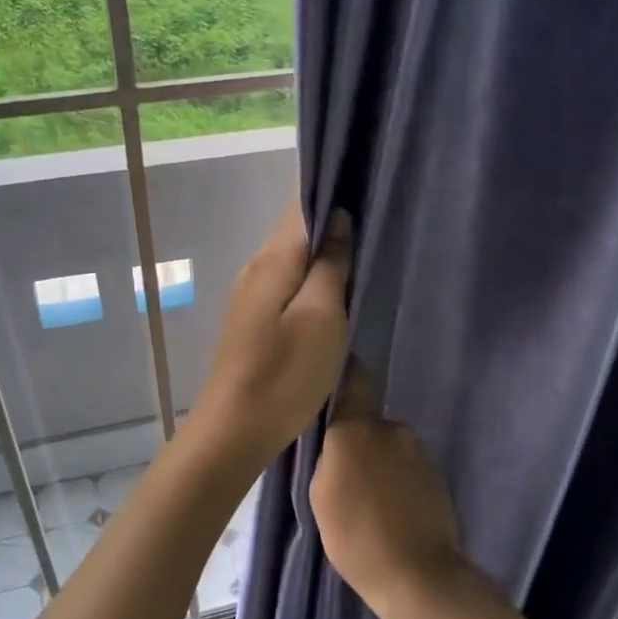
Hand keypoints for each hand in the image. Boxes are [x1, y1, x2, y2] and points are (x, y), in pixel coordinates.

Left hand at [190, 206, 352, 467]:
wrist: (235, 430)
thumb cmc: (284, 373)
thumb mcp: (321, 316)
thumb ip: (331, 264)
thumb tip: (339, 217)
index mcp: (274, 258)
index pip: (303, 204)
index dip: (335, 191)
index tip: (372, 188)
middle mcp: (258, 266)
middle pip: (298, 229)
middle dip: (335, 222)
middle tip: (382, 224)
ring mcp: (253, 293)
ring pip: (295, 257)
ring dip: (326, 253)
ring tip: (367, 254)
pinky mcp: (256, 319)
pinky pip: (289, 282)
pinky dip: (314, 278)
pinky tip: (338, 291)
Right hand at [311, 362, 465, 608]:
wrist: (418, 575)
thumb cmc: (356, 535)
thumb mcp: (320, 495)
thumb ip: (328, 457)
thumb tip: (339, 445)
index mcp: (358, 428)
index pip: (352, 379)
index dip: (342, 374)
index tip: (329, 375)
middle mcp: (392, 428)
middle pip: (368, 422)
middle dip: (357, 439)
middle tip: (343, 473)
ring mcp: (419, 451)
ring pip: (389, 446)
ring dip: (378, 462)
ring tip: (368, 499)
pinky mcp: (437, 474)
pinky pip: (407, 467)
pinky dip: (398, 480)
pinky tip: (391, 509)